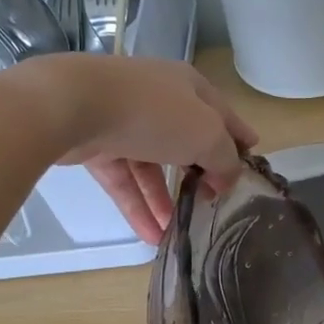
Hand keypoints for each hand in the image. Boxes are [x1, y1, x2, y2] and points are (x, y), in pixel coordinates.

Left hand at [6, 55, 257, 244]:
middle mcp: (158, 100)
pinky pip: (124, 180)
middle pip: (187, 140)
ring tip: (179, 233)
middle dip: (200, 174)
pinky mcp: (97, 145)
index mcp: (189, 87)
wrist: (73, 106)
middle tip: (213, 203)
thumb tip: (227, 178)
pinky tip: (151, 236)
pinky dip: (138, 206)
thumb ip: (225, 159)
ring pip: (152, 166)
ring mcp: (125, 121)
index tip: (250, 163)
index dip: (239, 138)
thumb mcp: (207, 135)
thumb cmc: (154, 113)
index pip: (223, 114)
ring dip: (166, 200)